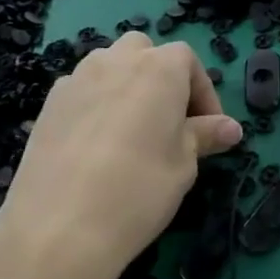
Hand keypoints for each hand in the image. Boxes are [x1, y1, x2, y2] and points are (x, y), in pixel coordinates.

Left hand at [0, 33, 242, 278]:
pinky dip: (100, 106)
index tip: (210, 130)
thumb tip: (231, 128)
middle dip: (163, 78)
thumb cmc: (140, 189)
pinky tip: (101, 147)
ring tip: (136, 133)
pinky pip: (84, 92)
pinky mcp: (48, 105)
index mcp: (158, 69)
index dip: (204, 94)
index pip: (188, 61)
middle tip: (172, 123)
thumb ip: (205, 136)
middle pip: (144, 53)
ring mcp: (76, 80)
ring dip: (129, 88)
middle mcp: (114, 61)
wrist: (60, 225)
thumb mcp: (185, 163)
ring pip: (110, 68)